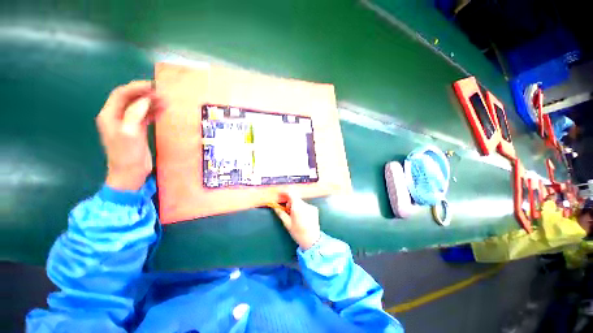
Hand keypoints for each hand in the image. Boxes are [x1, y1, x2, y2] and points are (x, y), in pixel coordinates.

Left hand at [96, 81, 166, 190]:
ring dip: (150, 102)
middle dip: (145, 93)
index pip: (121, 94)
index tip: (153, 86)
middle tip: (161, 93)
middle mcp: (116, 116)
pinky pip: (144, 116)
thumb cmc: (127, 155)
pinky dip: (153, 111)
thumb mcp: (129, 134)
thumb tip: (145, 100)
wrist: (129, 173)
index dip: (136, 88)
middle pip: (130, 98)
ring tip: (165, 101)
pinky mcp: (136, 130)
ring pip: (138, 106)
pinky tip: (162, 110)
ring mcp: (127, 123)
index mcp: (110, 115)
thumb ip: (134, 114)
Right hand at [272, 192, 320, 249]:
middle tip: (287, 211)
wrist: (312, 240)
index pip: (290, 193)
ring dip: (296, 206)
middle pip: (295, 198)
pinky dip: (301, 208)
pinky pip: (305, 205)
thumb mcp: (287, 223)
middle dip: (290, 202)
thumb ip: (281, 213)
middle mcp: (305, 204)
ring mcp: (311, 206)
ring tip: (295, 216)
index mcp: (297, 207)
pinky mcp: (314, 209)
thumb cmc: (298, 232)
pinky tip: (302, 217)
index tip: (280, 194)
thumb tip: (274, 206)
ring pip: (300, 202)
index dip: (284, 192)